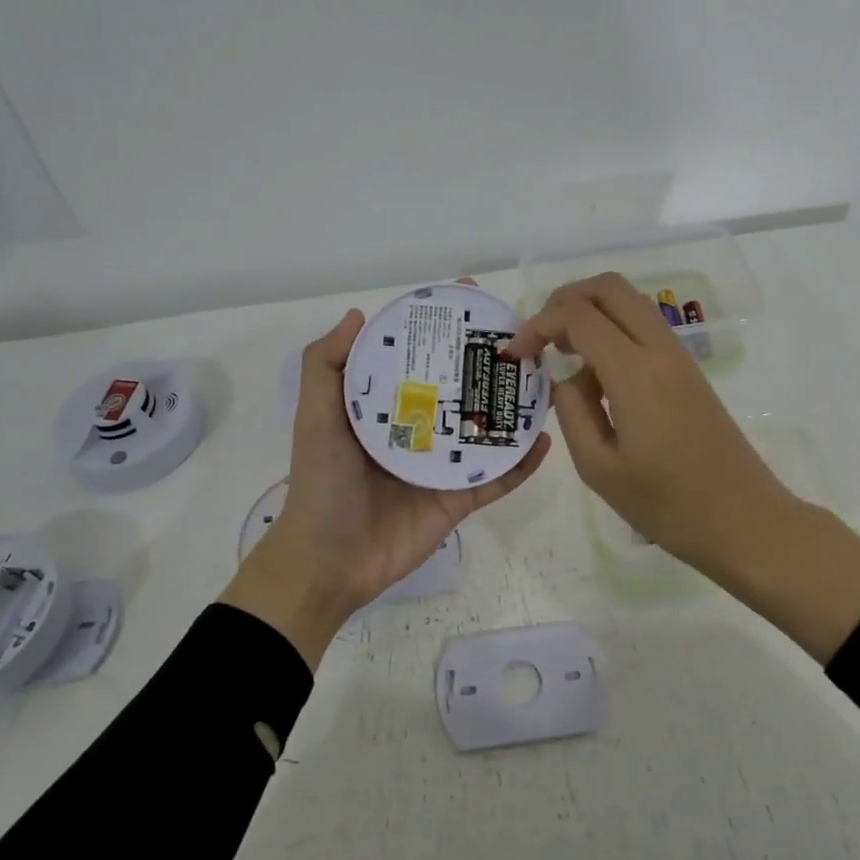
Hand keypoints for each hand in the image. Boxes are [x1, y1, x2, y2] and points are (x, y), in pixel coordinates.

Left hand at [220, 308, 551, 667]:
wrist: (329, 562)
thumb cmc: (321, 483)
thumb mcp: (315, 417)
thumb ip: (326, 366)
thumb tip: (357, 314)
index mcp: (385, 407)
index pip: (418, 357)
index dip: (440, 328)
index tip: (467, 297)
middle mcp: (417, 429)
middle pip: (459, 388)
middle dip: (486, 363)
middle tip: (521, 339)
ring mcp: (441, 465)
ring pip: (485, 430)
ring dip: (513, 409)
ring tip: (543, 382)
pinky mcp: (458, 499)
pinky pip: (497, 477)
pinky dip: (521, 462)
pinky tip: (544, 439)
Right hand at [504, 273, 794, 583]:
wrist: (745, 522)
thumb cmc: (668, 505)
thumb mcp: (599, 468)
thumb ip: (572, 411)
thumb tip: (567, 379)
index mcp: (635, 372)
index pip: (578, 315)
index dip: (538, 325)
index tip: (516, 354)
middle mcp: (660, 350)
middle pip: (609, 287)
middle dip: (564, 300)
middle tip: (540, 337)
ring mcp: (679, 357)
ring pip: (629, 302)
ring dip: (590, 312)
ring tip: (562, 353)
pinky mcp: (688, 372)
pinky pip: (643, 328)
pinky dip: (612, 330)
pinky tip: (595, 374)